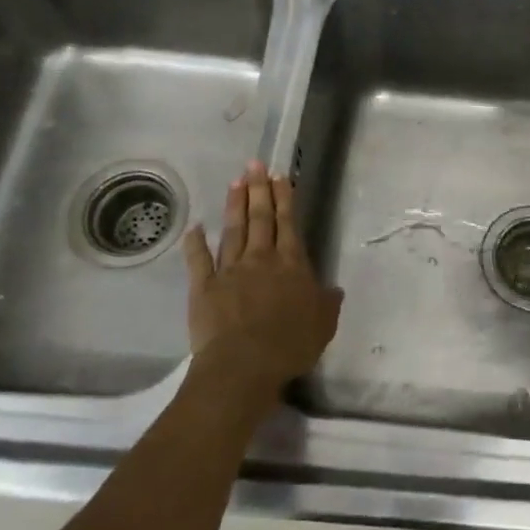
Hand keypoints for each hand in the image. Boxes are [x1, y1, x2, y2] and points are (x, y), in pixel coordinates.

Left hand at [180, 161, 343, 416]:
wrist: (244, 365)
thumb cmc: (291, 344)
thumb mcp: (323, 324)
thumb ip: (328, 302)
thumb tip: (334, 289)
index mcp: (292, 265)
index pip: (288, 224)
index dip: (285, 199)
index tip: (280, 176)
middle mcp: (261, 260)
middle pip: (261, 219)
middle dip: (259, 190)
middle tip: (255, 165)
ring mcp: (230, 271)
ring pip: (233, 232)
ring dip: (235, 206)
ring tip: (235, 182)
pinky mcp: (204, 288)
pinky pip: (199, 261)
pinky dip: (196, 243)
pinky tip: (195, 227)